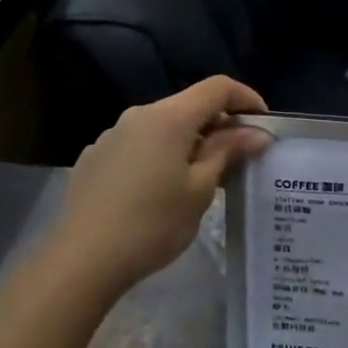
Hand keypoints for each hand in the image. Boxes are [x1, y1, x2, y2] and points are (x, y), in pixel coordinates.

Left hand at [48, 77, 270, 295]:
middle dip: (219, 125)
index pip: (217, 87)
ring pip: (162, 127)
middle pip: (188, 105)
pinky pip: (138, 144)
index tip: (263, 126)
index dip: (246, 99)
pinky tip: (159, 191)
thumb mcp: (200, 189)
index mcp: (168, 118)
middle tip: (238, 158)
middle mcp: (138, 115)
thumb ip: (227, 152)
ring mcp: (112, 135)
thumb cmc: (153, 224)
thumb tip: (256, 133)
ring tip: (200, 178)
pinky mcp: (95, 157)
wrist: (84, 259)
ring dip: (188, 141)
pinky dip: (160, 155)